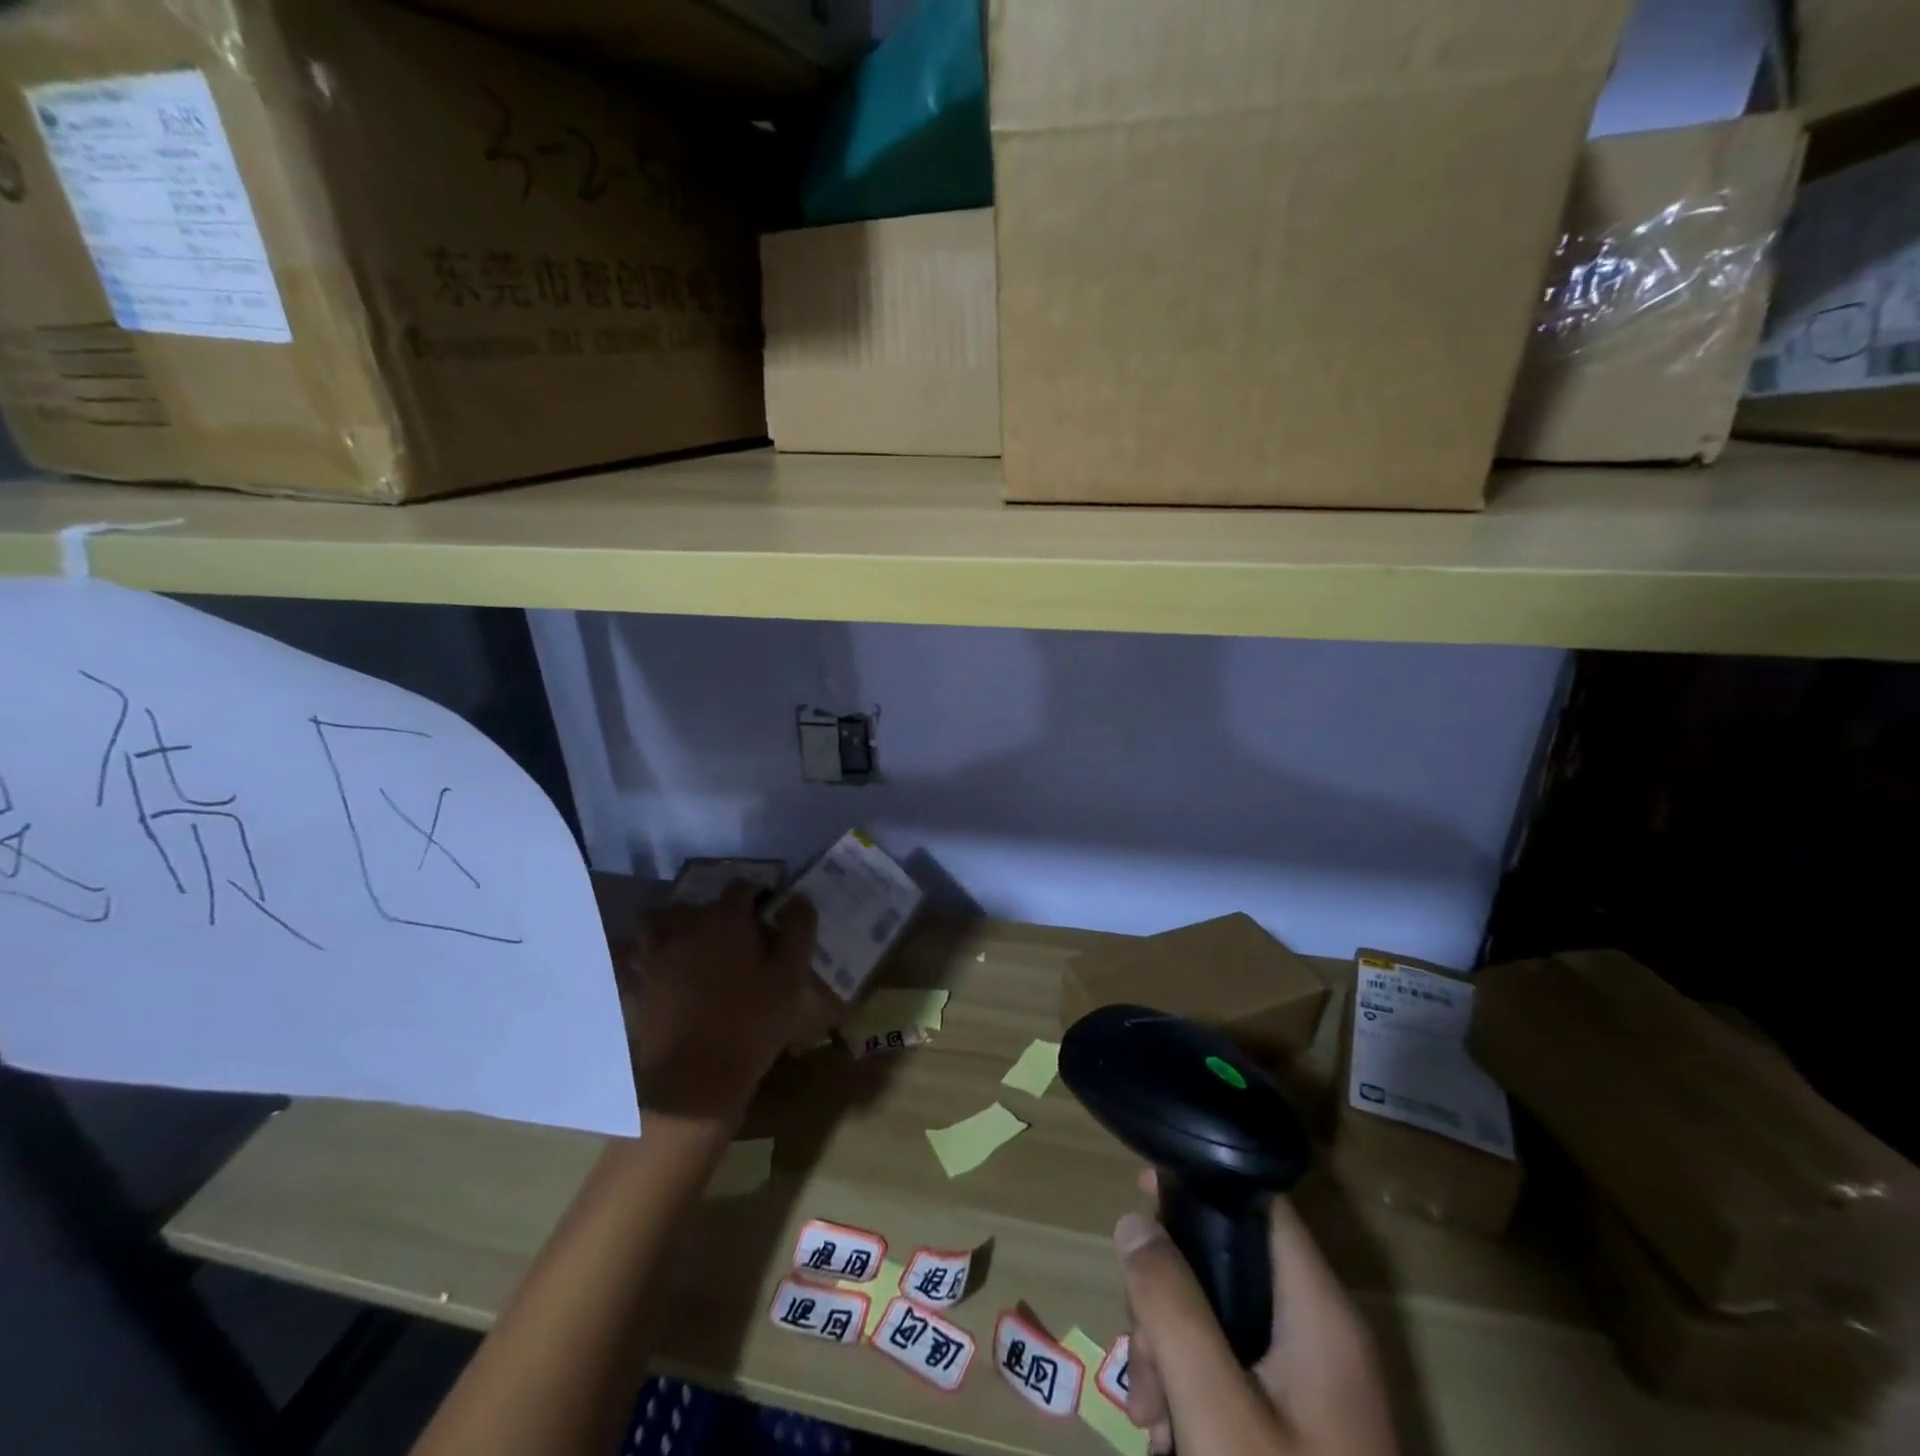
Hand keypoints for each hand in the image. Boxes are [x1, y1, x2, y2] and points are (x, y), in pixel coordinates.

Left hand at [623, 882, 825, 1122]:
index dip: (758, 894)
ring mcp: (654, 954)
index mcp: (725, 918)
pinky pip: (635, 956)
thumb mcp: (791, 976)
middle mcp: (685, 925)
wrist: (694, 1080)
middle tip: (734, 934)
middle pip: (697, 902)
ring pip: (658, 921)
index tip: (769, 911)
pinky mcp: (636, 984)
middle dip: (715, 911)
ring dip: (674, 925)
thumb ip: (798, 929)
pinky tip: (662, 970)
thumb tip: (798, 897)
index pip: (742, 886)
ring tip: (692, 945)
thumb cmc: (752, 1022)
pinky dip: (645, 955)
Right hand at [1115, 1173, 1397, 1455]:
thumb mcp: (1216, 1410)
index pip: (1260, 1204)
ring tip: (1149, 1416)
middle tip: (1140, 1357)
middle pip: (1227, 1263)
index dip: (1200, 1185)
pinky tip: (1168, 1434)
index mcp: (1320, 1311)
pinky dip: (1192, 1388)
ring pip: (1219, 1319)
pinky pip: (1232, 1368)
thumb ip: (1171, 1305)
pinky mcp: (1298, 1423)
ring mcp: (1311, 1383)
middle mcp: (1321, 1333)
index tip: (1141, 1187)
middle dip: (1168, 1299)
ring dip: (1170, 1352)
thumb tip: (1134, 1221)